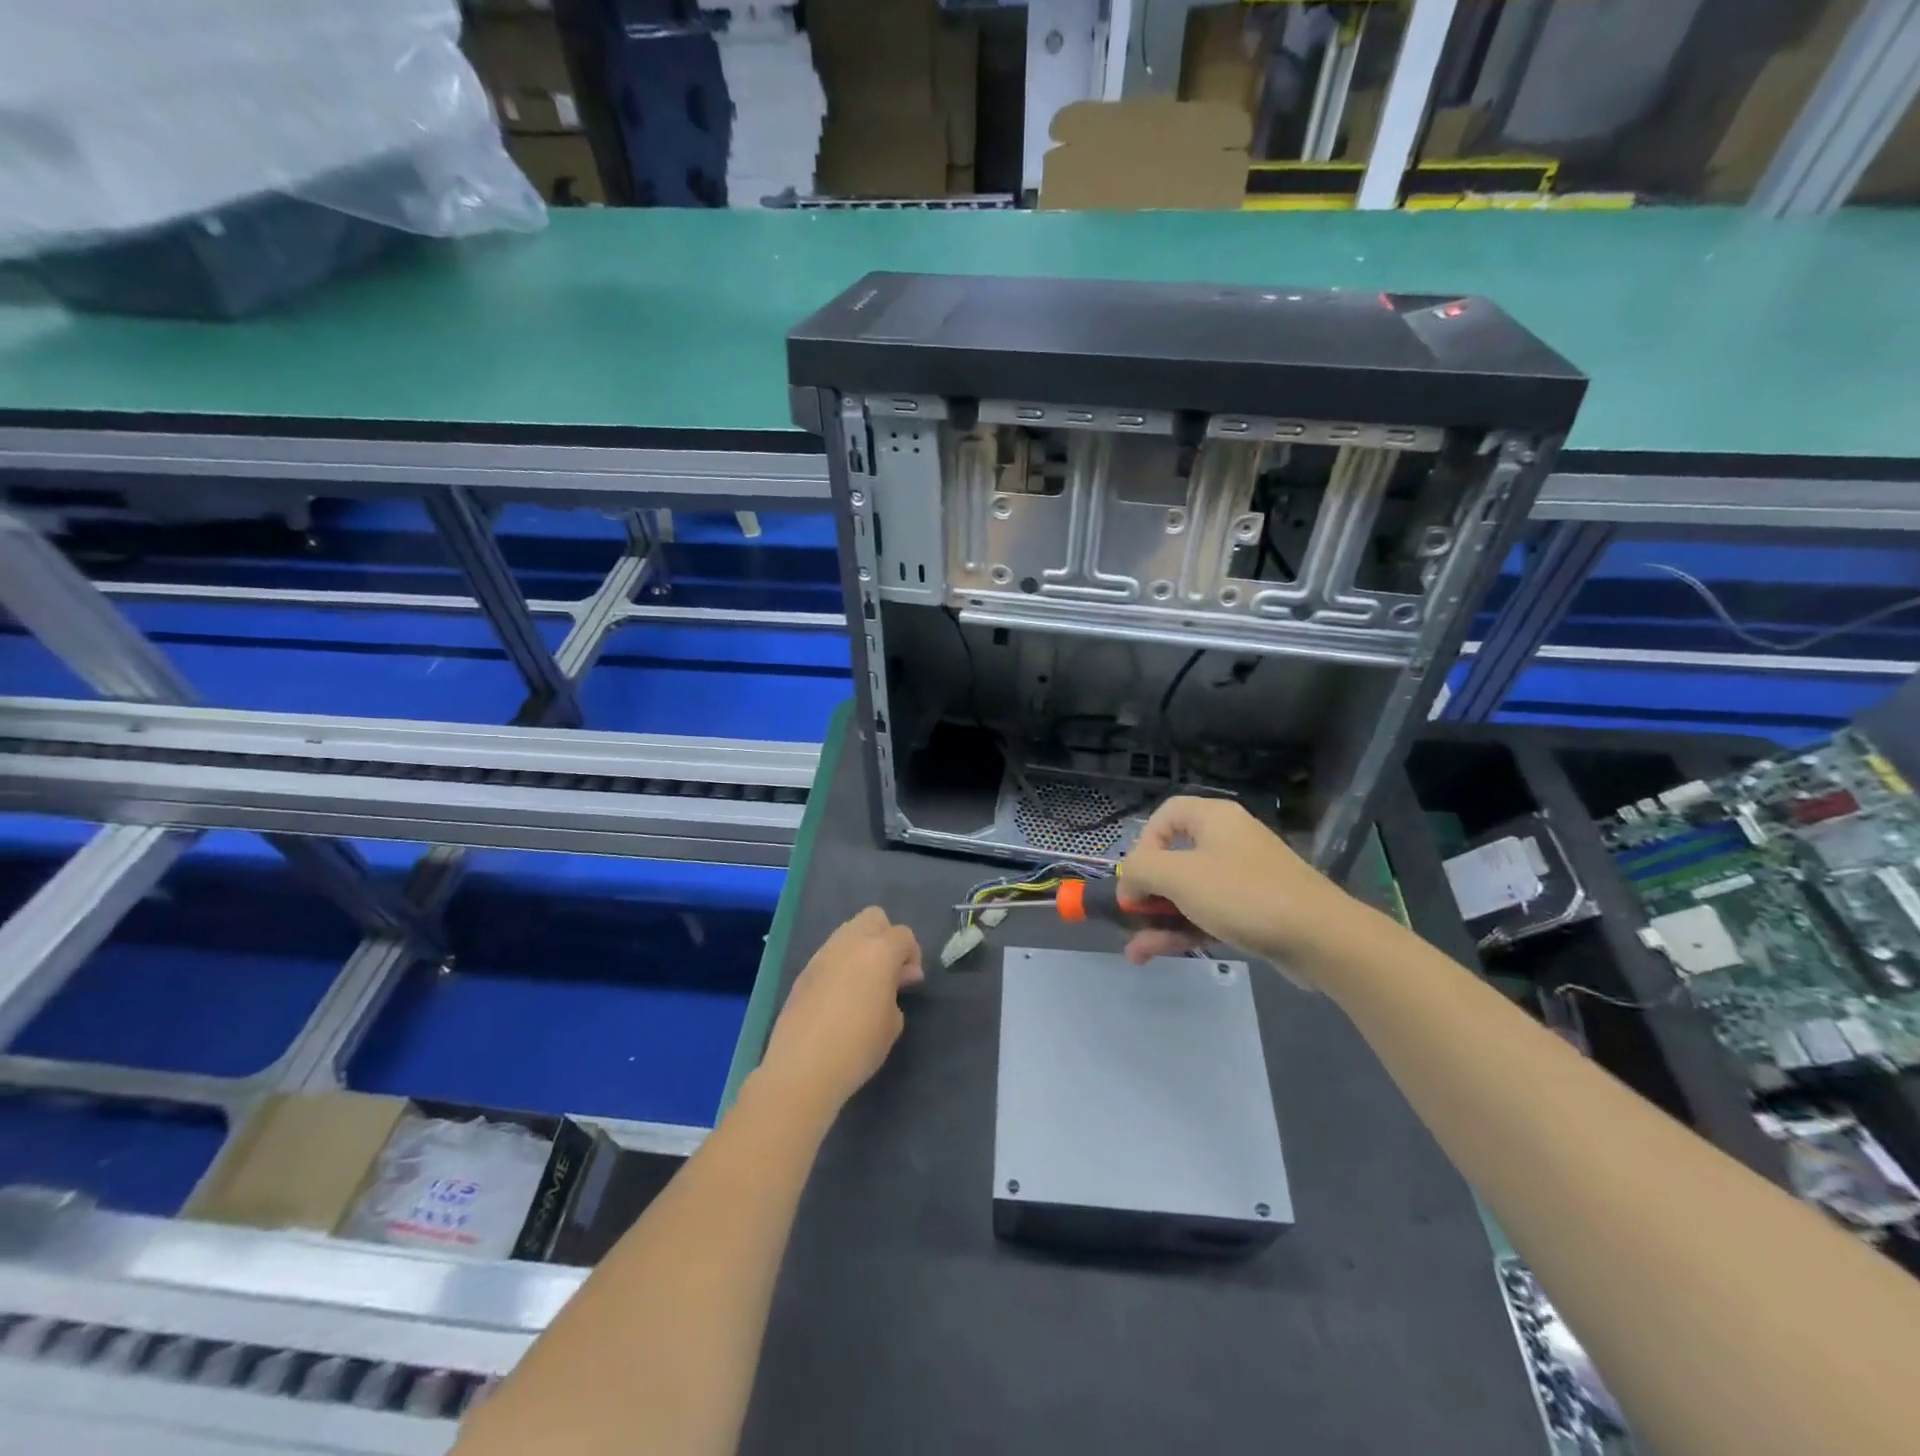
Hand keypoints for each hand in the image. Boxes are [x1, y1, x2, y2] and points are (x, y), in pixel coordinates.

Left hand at [761, 907, 923, 1114]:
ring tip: (864, 983)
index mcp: (879, 951)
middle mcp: (850, 942)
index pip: (903, 935)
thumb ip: (897, 992)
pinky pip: (830, 954)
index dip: (912, 955)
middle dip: (886, 937)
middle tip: (888, 971)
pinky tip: (840, 996)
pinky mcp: (804, 971)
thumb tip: (896, 979)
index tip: (910, 981)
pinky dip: (841, 964)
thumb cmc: (858, 1046)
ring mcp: (823, 954)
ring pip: (848, 931)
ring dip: (862, 948)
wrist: (802, 1068)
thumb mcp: (892, 1023)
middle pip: (874, 917)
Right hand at [1118, 796, 1347, 969]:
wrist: (1320, 938)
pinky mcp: (1253, 910)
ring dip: (1159, 920)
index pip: (1165, 815)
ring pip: (1188, 893)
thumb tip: (1129, 884)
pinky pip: (1208, 914)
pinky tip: (1156, 954)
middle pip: (1173, 859)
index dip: (1143, 843)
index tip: (1137, 876)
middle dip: (1147, 892)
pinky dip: (1183, 931)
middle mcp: (1227, 841)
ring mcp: (1242, 878)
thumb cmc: (1243, 895)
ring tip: (1136, 951)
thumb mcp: (1179, 877)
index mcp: (1213, 819)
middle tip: (1131, 917)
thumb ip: (1141, 871)